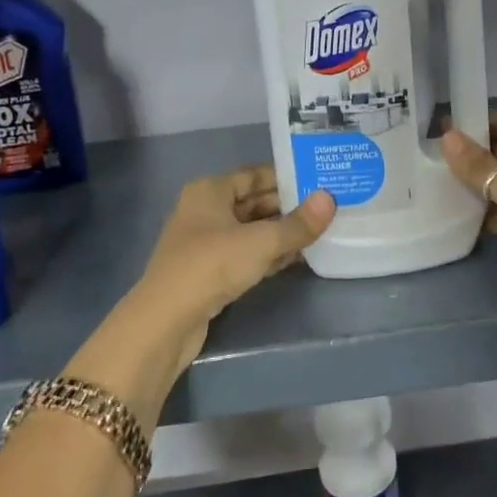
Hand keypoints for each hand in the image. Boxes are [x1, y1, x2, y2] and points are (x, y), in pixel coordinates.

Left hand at [130, 166, 335, 372]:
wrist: (166, 321)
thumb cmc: (211, 266)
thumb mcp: (261, 242)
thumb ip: (298, 224)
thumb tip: (330, 199)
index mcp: (210, 190)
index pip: (256, 174)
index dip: (288, 177)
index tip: (321, 181)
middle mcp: (205, 210)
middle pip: (254, 202)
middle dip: (289, 207)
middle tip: (328, 208)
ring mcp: (205, 242)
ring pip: (251, 230)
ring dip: (281, 233)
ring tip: (321, 231)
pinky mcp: (209, 271)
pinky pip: (245, 254)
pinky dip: (268, 254)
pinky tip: (297, 258)